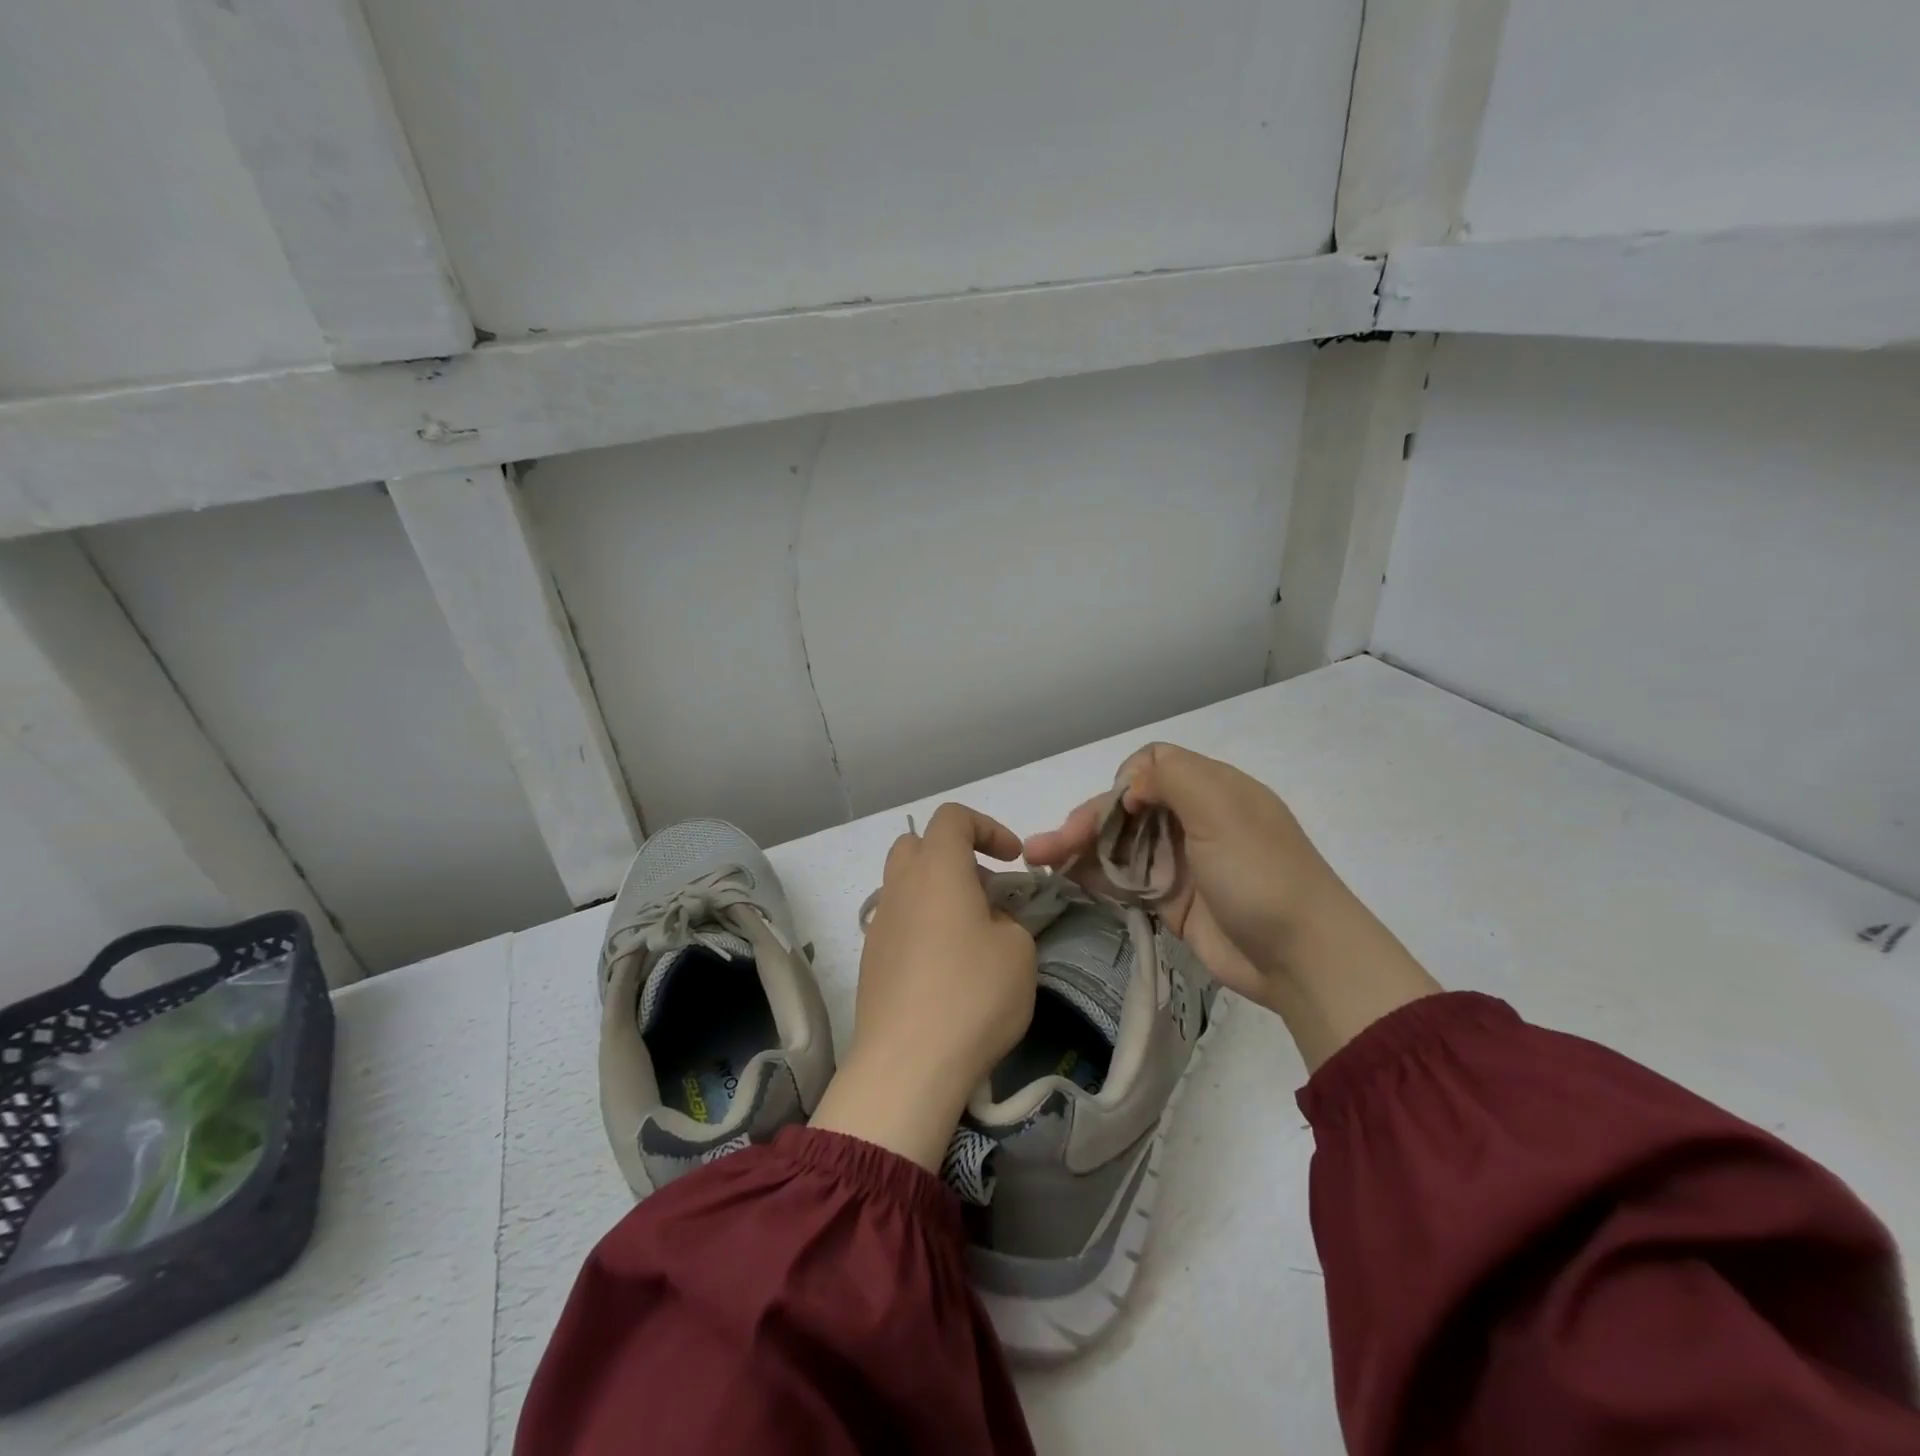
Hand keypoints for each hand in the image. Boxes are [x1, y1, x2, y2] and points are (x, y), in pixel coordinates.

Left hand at [811, 803, 1035, 1169]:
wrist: (907, 1065)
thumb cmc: (971, 995)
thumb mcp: (1018, 951)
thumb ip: (1008, 920)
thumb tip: (987, 922)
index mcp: (936, 870)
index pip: (952, 818)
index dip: (987, 827)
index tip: (1013, 860)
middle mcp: (900, 887)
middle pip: (919, 846)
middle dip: (956, 857)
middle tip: (987, 892)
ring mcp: (880, 924)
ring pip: (907, 885)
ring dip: (940, 894)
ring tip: (973, 935)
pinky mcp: (872, 961)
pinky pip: (899, 922)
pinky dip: (925, 926)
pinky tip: (947, 968)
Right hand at [1025, 744, 1439, 1069]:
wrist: (1302, 957)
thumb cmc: (1261, 874)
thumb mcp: (1222, 809)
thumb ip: (1172, 777)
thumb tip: (1129, 786)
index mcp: (1210, 788)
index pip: (1151, 766)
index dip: (1123, 783)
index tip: (1115, 812)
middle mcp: (1192, 819)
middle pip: (1126, 807)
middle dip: (1084, 821)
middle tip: (1044, 847)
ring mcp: (1181, 861)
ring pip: (1119, 844)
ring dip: (1079, 848)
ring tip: (1038, 860)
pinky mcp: (1171, 900)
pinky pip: (1125, 879)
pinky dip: (1095, 875)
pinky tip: (1066, 877)